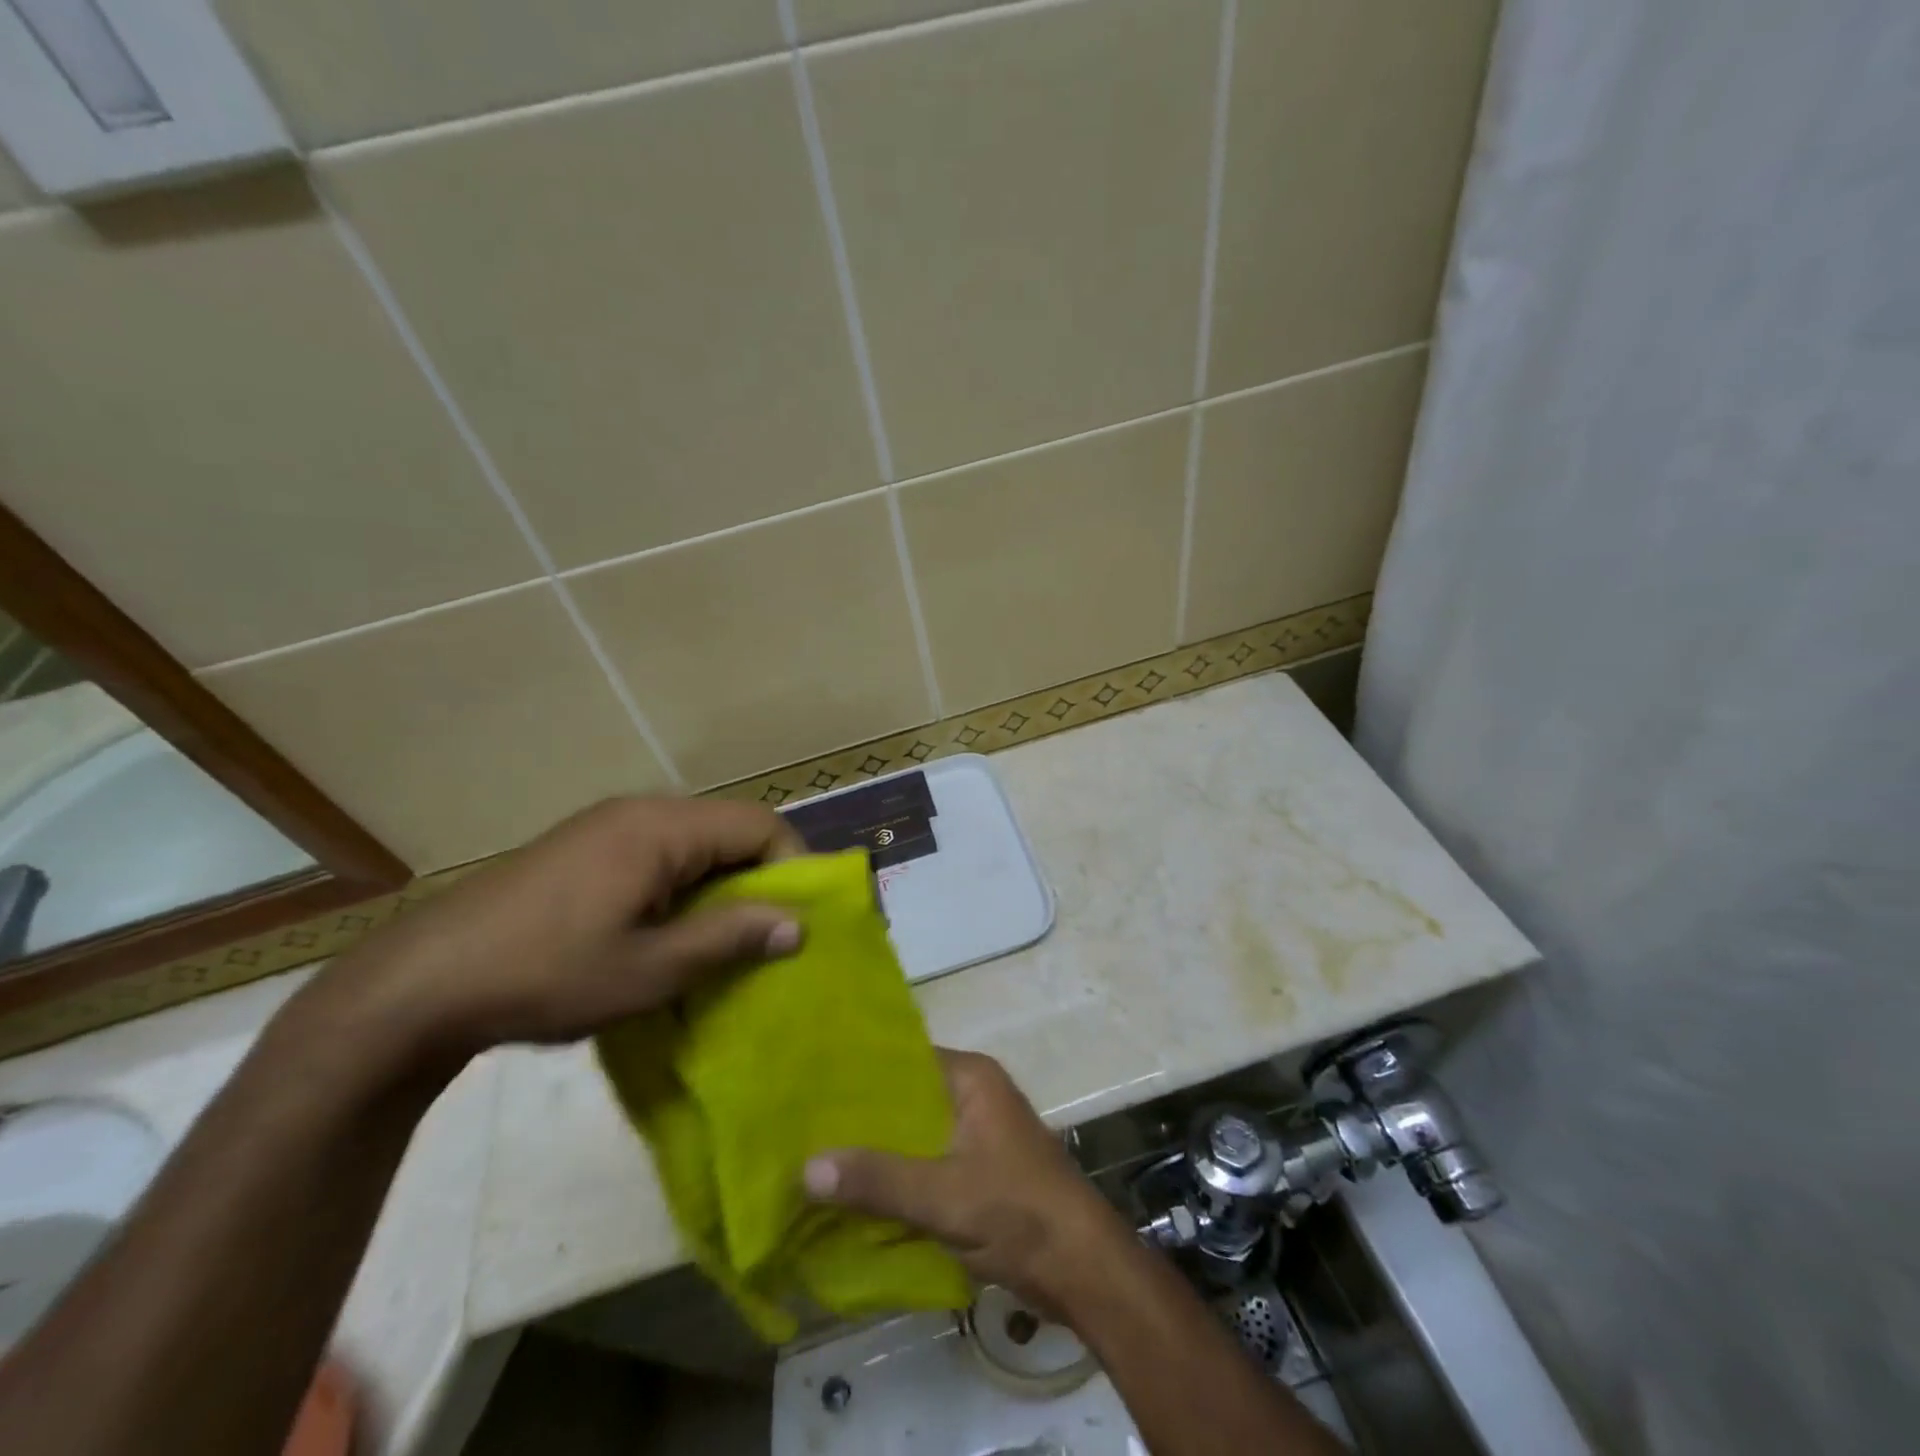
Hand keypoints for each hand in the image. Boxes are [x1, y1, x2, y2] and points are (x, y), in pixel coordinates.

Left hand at [302, 796, 805, 1064]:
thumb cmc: (545, 974)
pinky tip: (669, 932)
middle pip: (730, 829)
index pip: (760, 825)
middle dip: (760, 878)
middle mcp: (640, 812)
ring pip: (696, 843)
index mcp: (661, 828)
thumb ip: (729, 938)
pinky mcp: (584, 848)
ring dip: (721, 885)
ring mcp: (607, 827)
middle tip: (766, 937)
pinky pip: (660, 854)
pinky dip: (685, 886)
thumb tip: (798, 926)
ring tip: (722, 941)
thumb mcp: (649, 969)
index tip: (798, 922)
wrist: (418, 984)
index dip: (794, 867)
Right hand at [803, 1050, 1128, 1312]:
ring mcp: (976, 1134)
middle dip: (860, 1117)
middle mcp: (973, 1095)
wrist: (1083, 1269)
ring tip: (815, 1159)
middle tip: (801, 1128)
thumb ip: (878, 1178)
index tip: (809, 1086)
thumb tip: (806, 1166)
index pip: (903, 1058)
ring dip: (876, 1151)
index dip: (858, 1071)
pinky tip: (854, 1194)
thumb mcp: (943, 1195)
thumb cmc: (1019, 1211)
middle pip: (905, 1099)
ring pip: (913, 1134)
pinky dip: (896, 1177)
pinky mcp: (977, 1171)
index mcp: (970, 1078)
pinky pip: (924, 1163)